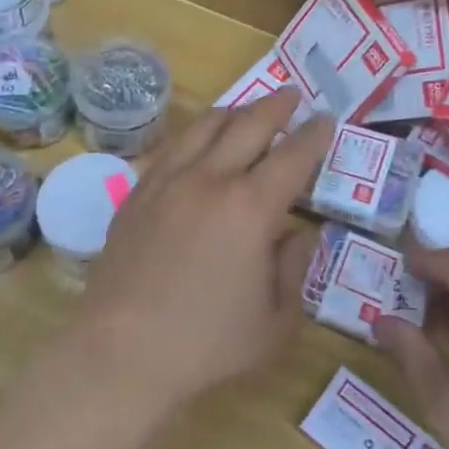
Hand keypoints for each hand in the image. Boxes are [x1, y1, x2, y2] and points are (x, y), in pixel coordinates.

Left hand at [72, 88, 331, 414]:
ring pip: (205, 126)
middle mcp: (210, 180)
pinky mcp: (138, 193)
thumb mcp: (276, 321)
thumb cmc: (207, 344)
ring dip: (234, 111)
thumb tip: (300, 234)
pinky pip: (172, 147)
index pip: (292, 156)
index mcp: (251, 208)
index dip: (314, 135)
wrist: (122, 351)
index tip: (326, 120)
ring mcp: (168, 181)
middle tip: (292, 96)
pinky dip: (195, 134)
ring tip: (247, 111)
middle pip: (248, 125)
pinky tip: (199, 142)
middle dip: (276, 106)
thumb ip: (295, 269)